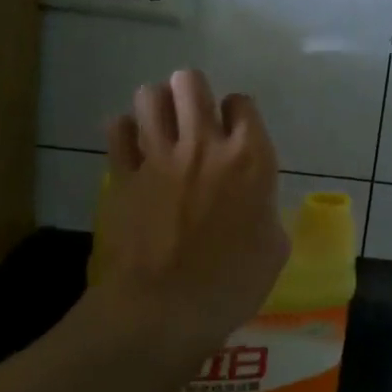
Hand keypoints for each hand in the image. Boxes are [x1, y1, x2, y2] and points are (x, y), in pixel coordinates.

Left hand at [86, 70, 290, 368]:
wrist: (164, 309)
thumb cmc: (231, 283)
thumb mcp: (273, 247)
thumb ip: (264, 208)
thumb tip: (254, 201)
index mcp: (250, 158)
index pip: (242, 103)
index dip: (238, 114)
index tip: (235, 133)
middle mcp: (204, 145)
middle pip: (191, 82)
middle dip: (193, 92)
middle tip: (195, 119)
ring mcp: (158, 157)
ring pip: (149, 97)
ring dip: (158, 106)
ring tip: (162, 128)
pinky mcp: (122, 175)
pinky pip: (117, 131)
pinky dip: (124, 132)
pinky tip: (133, 149)